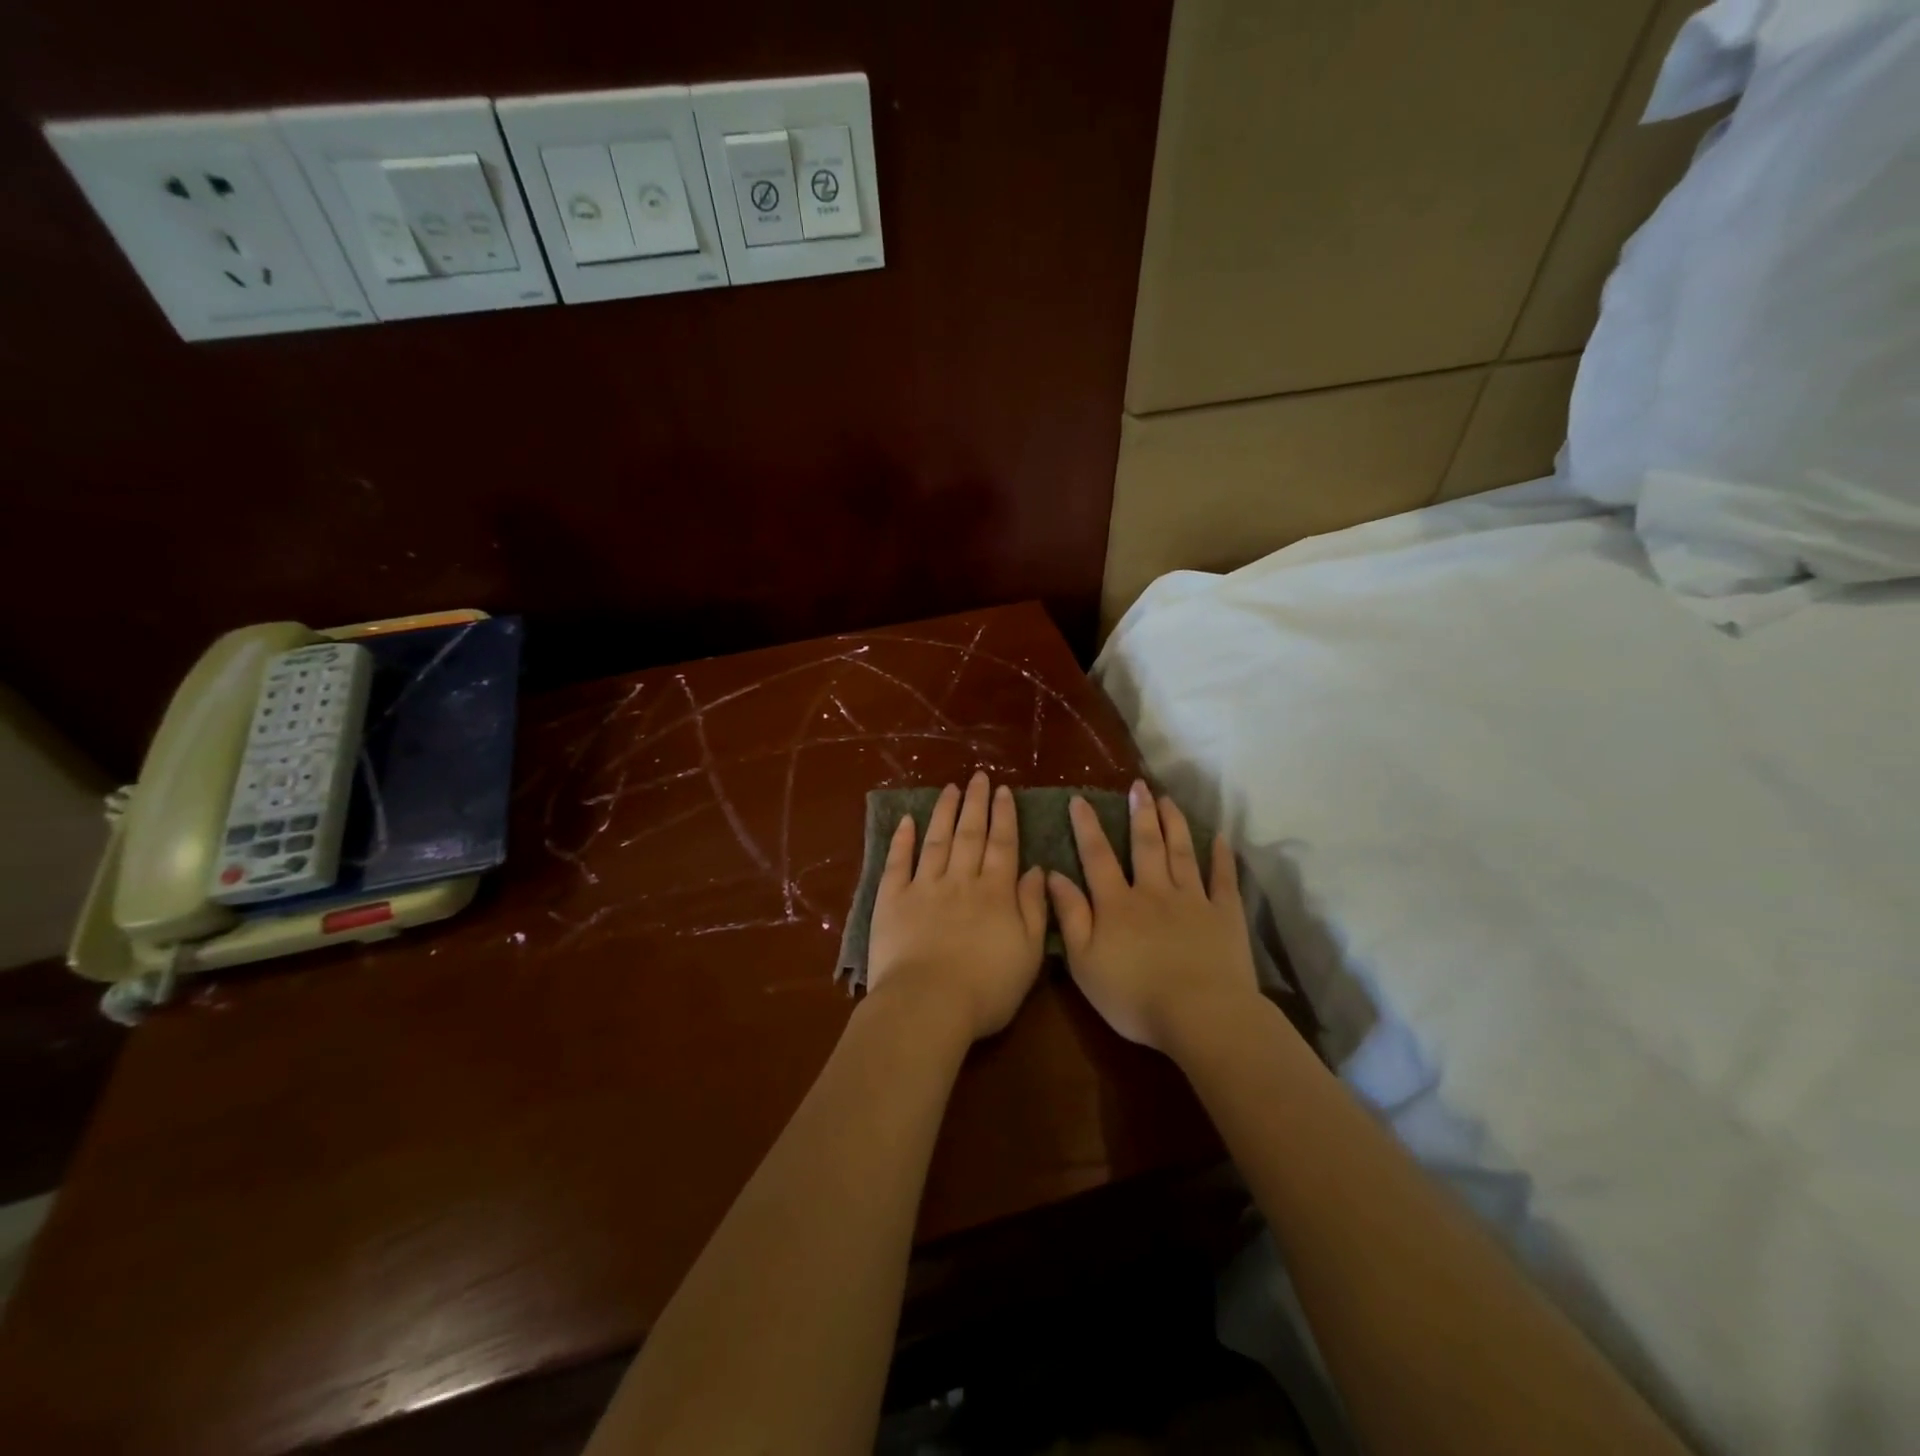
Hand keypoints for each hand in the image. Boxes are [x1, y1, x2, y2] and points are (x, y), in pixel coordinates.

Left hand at [866, 772, 1049, 1039]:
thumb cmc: (986, 988)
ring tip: (950, 788)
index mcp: (995, 892)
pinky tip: (907, 821)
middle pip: (970, 834)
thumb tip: (1036, 870)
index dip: (1004, 815)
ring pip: (936, 840)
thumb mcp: (1028, 953)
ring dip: (944, 811)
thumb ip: (1034, 909)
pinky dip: (902, 840)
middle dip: (975, 803)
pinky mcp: (892, 900)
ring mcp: (923, 887)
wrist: (927, 1004)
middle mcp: (960, 880)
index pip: (1002, 844)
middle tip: (978, 777)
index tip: (1004, 790)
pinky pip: (898, 862)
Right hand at [1045, 780, 1259, 1052]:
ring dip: (1174, 824)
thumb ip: (1070, 915)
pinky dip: (1221, 857)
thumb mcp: (1084, 961)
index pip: (1097, 856)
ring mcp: (1193, 900)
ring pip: (1182, 853)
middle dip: (1140, 813)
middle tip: (1139, 786)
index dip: (1087, 827)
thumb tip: (1053, 874)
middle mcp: (1154, 891)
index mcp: (1118, 903)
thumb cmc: (1133, 996)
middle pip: (1145, 845)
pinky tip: (1220, 838)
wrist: (1200, 1015)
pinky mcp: (1225, 916)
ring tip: (1169, 800)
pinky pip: (1223, 879)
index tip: (1080, 799)